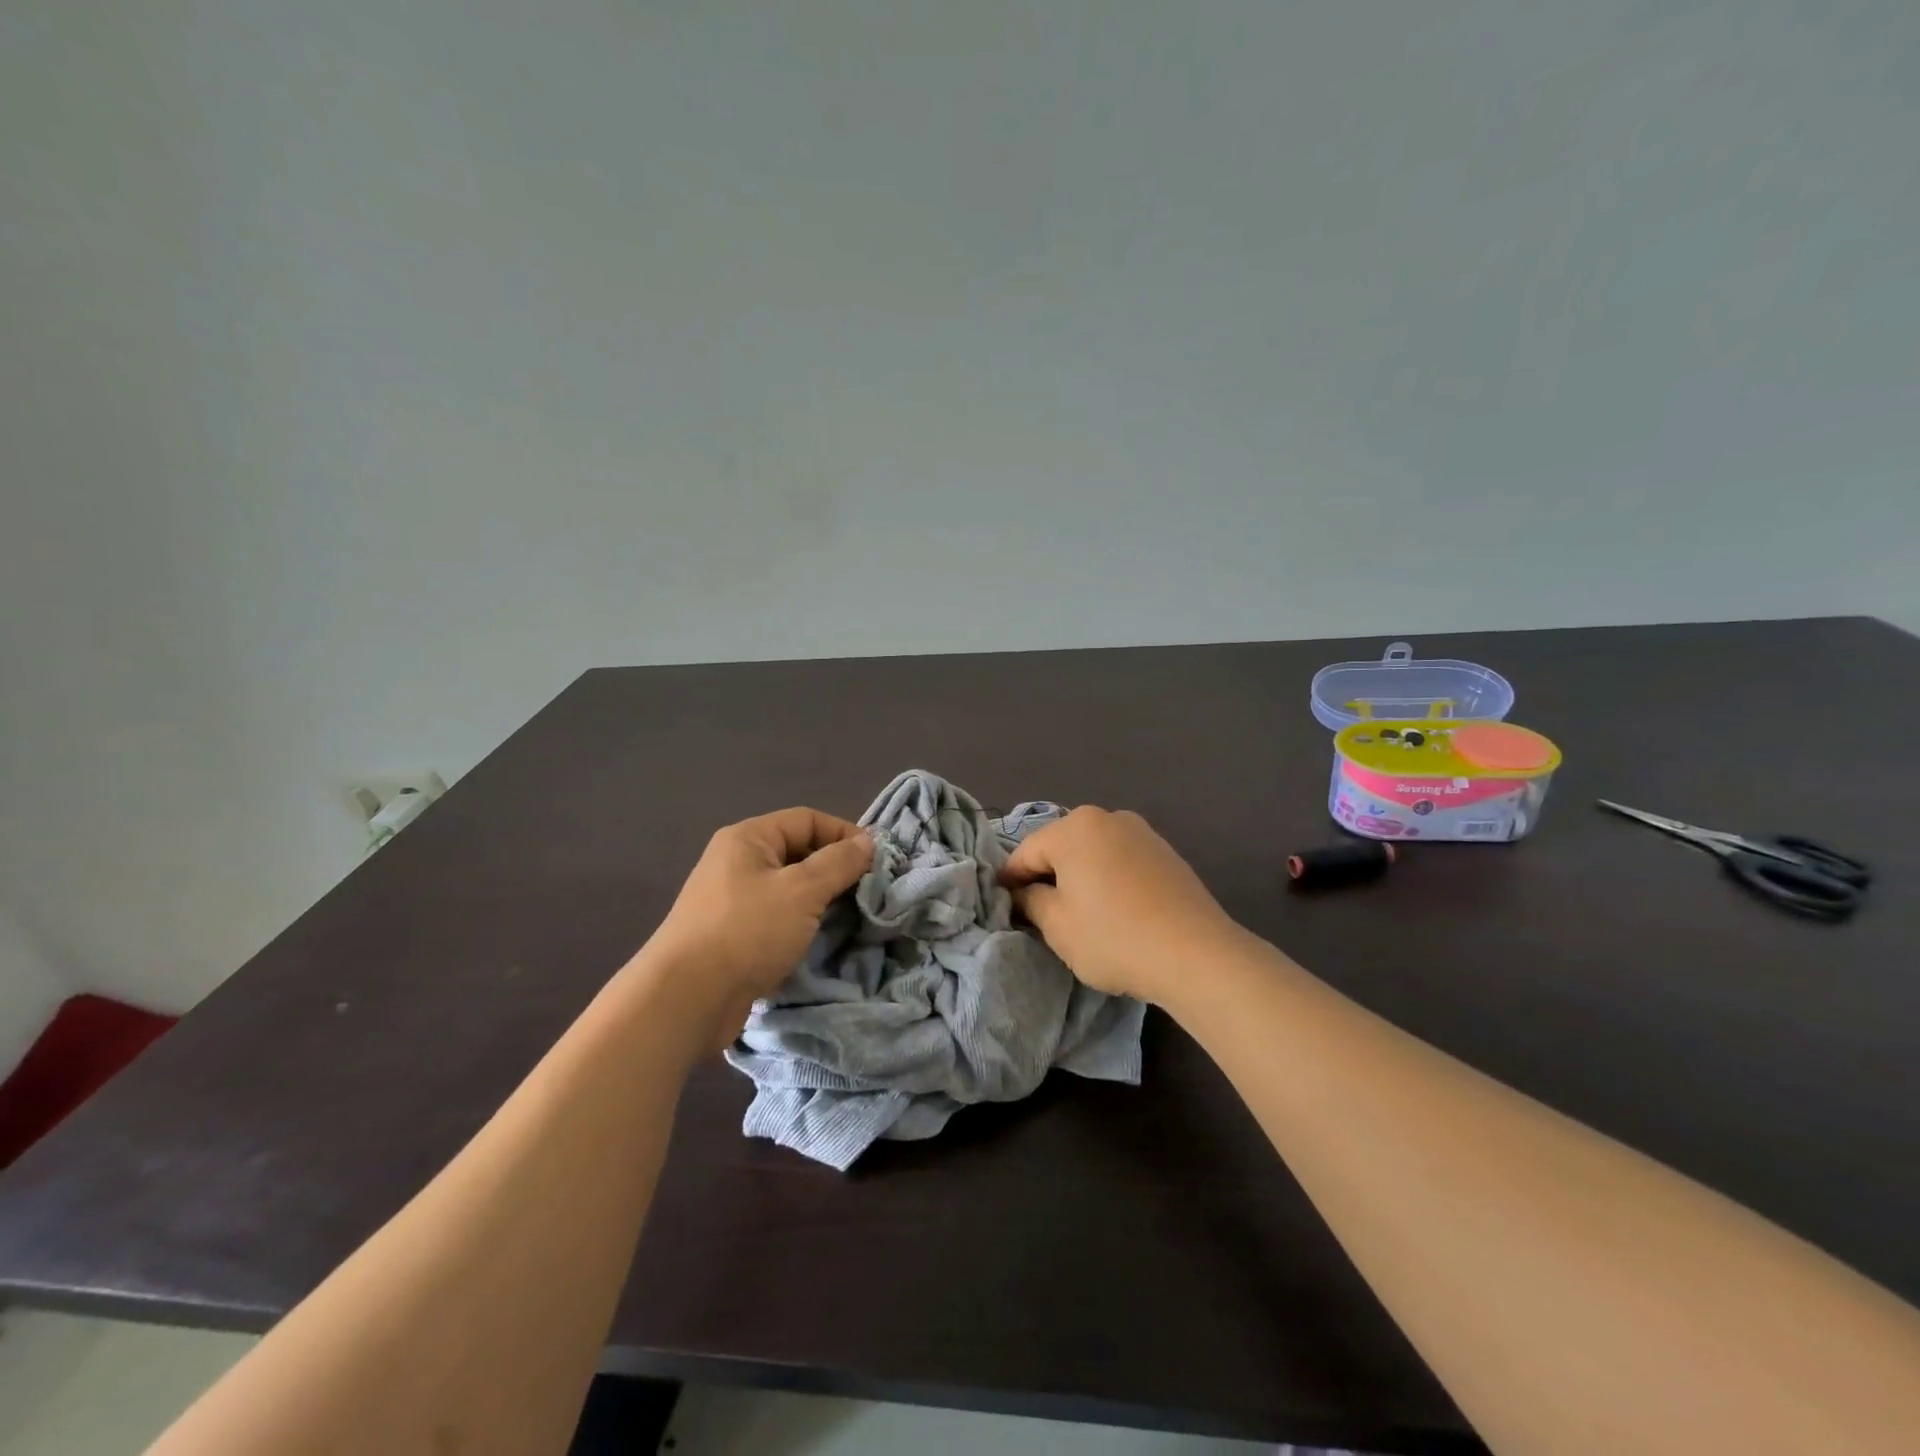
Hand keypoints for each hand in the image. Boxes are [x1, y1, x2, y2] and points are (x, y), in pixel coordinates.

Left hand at [638, 807, 871, 1047]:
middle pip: (798, 852)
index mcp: (748, 838)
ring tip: (851, 916)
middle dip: (835, 868)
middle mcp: (737, 862)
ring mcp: (733, 900)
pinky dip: (802, 923)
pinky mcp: (733, 935)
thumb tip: (867, 843)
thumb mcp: (802, 890)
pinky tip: (821, 939)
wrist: (686, 999)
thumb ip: (839, 863)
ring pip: (790, 888)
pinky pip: (778, 917)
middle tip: (868, 891)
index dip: (844, 834)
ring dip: (821, 900)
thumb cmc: (747, 931)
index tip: (877, 861)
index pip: (807, 819)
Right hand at [999, 806, 1240, 1003]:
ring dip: (1079, 877)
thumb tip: (1024, 892)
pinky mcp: (1166, 853)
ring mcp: (1142, 832)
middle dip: (1047, 875)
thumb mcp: (1057, 925)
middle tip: (1039, 912)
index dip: (1011, 880)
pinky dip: (1109, 879)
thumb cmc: (1114, 937)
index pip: (1027, 852)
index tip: (1003, 905)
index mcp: (1075, 827)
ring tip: (1078, 913)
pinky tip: (1113, 909)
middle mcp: (1108, 817)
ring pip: (1093, 853)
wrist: (1197, 955)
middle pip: (1062, 847)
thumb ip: (1031, 900)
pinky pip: (1121, 861)